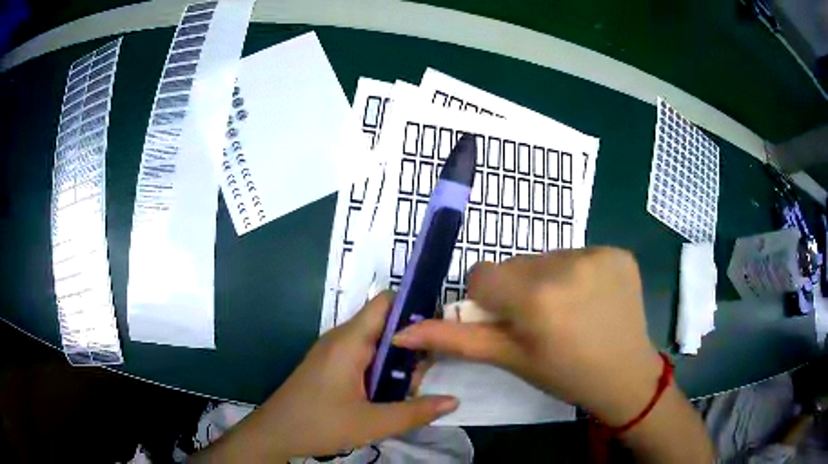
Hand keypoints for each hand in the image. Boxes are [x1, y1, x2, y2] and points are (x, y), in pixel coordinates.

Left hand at [195, 292, 457, 461]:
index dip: (416, 307)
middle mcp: (342, 338)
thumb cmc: (319, 424)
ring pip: (376, 343)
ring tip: (408, 390)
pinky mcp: (330, 365)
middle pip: (386, 324)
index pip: (387, 302)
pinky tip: (387, 395)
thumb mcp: (373, 423)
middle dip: (411, 346)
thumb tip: (455, 400)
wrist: (274, 434)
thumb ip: (416, 411)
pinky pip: (363, 356)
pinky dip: (381, 370)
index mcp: (350, 341)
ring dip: (396, 362)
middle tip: (425, 375)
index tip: (440, 330)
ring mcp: (333, 352)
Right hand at [393, 247, 661, 426]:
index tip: (510, 319)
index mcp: (536, 299)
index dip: (490, 299)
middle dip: (519, 288)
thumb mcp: (510, 359)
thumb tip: (401, 332)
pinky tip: (593, 299)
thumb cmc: (563, 374)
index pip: (483, 275)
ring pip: (548, 257)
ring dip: (549, 279)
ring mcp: (598, 255)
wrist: (625, 375)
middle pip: (517, 264)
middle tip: (542, 319)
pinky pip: (580, 254)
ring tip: (569, 310)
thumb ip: (456, 340)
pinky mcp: (618, 252)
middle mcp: (567, 267)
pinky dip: (579, 273)